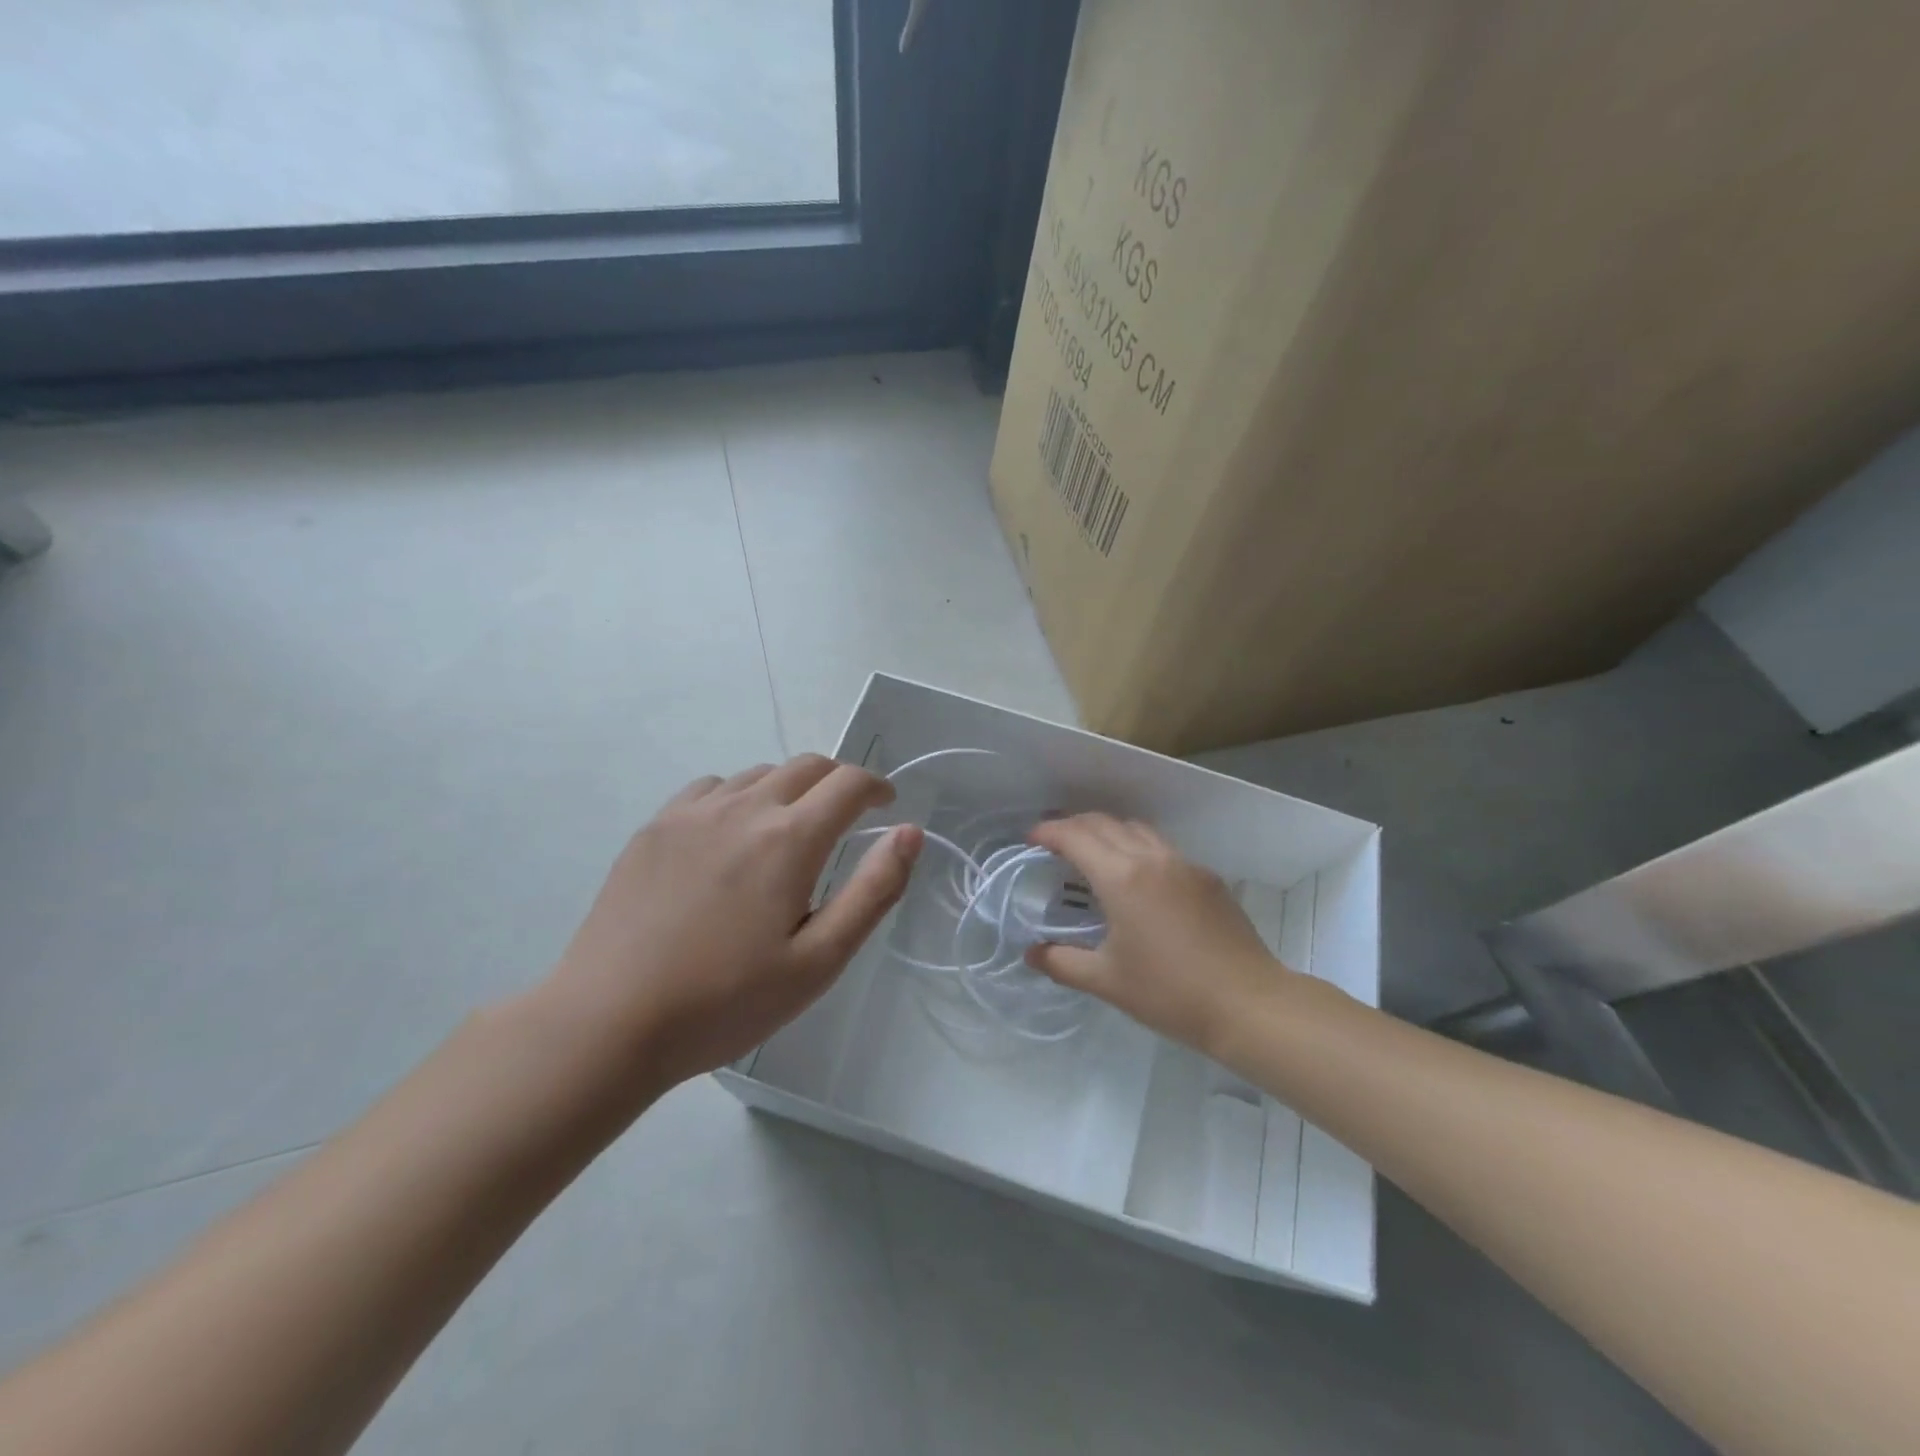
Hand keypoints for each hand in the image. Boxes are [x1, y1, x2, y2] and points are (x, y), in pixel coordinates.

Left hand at [542, 756, 921, 1094]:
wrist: (609, 1021)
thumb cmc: (726, 1001)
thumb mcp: (819, 960)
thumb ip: (873, 890)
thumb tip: (910, 832)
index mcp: (789, 839)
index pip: (848, 783)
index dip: (876, 786)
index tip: (886, 805)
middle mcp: (744, 807)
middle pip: (806, 766)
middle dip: (838, 782)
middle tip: (847, 816)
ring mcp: (693, 812)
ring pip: (759, 774)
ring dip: (790, 788)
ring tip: (790, 830)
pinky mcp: (655, 827)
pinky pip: (712, 787)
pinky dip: (740, 795)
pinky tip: (731, 835)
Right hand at [1025, 814, 1292, 1054]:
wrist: (1248, 1004)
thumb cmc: (1170, 993)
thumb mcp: (1107, 981)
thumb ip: (1062, 962)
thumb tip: (1032, 953)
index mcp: (1122, 878)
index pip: (1076, 837)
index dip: (1048, 833)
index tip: (1031, 840)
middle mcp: (1151, 858)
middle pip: (1104, 823)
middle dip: (1073, 825)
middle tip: (1054, 842)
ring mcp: (1184, 864)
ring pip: (1136, 829)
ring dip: (1107, 831)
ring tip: (1092, 852)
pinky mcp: (1207, 877)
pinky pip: (1162, 847)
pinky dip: (1136, 846)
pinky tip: (1136, 877)